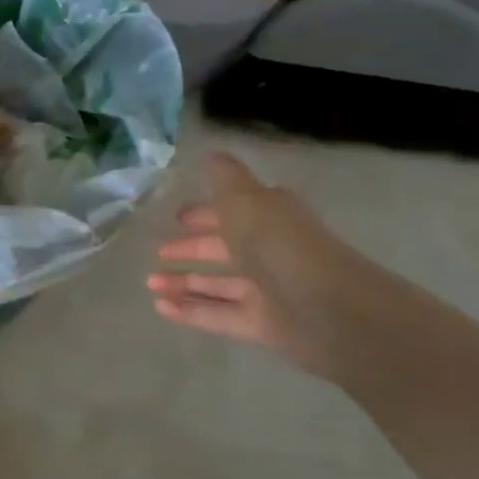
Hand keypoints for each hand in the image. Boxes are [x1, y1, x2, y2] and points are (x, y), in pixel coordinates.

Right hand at [147, 153, 413, 381]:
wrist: (328, 308)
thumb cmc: (279, 242)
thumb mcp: (245, 198)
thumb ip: (225, 178)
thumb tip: (213, 154)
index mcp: (268, 217)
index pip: (232, 211)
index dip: (205, 213)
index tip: (177, 217)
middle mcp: (269, 252)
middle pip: (224, 249)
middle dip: (191, 249)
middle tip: (158, 252)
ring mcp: (267, 290)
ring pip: (218, 284)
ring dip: (184, 282)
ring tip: (150, 283)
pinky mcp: (262, 324)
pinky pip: (219, 314)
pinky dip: (190, 310)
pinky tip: (160, 307)